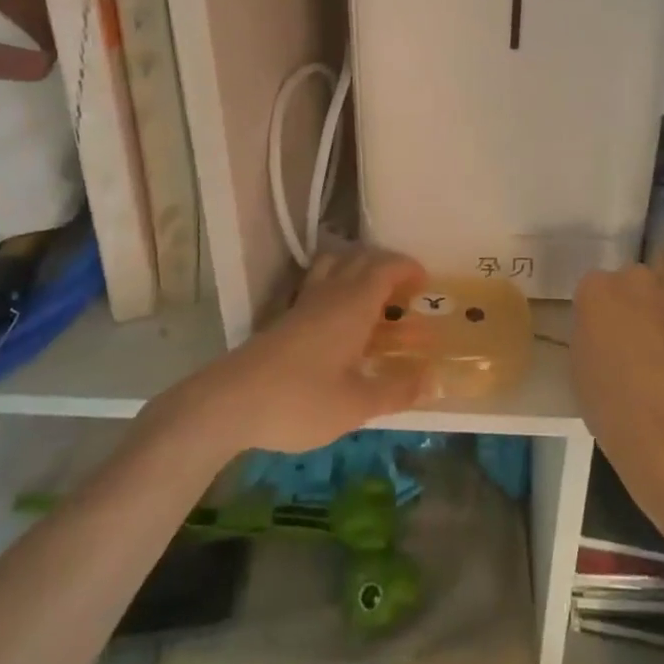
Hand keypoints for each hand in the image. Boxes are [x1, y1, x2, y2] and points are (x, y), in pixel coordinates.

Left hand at [179, 246, 430, 454]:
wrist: (230, 402)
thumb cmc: (300, 401)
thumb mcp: (356, 405)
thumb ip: (396, 391)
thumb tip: (433, 380)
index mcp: (353, 305)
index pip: (386, 268)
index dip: (407, 268)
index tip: (424, 282)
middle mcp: (330, 293)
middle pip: (360, 259)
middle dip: (386, 266)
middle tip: (404, 290)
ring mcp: (303, 303)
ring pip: (334, 264)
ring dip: (357, 268)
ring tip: (371, 295)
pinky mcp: (283, 318)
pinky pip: (317, 283)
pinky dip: (336, 285)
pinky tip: (337, 318)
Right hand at [572, 249, 663, 486]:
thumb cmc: (612, 407)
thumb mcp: (580, 367)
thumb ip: (591, 334)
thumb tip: (607, 330)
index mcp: (594, 290)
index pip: (596, 287)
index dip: (604, 311)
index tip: (610, 333)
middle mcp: (633, 277)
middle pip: (634, 275)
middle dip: (637, 296)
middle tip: (644, 330)